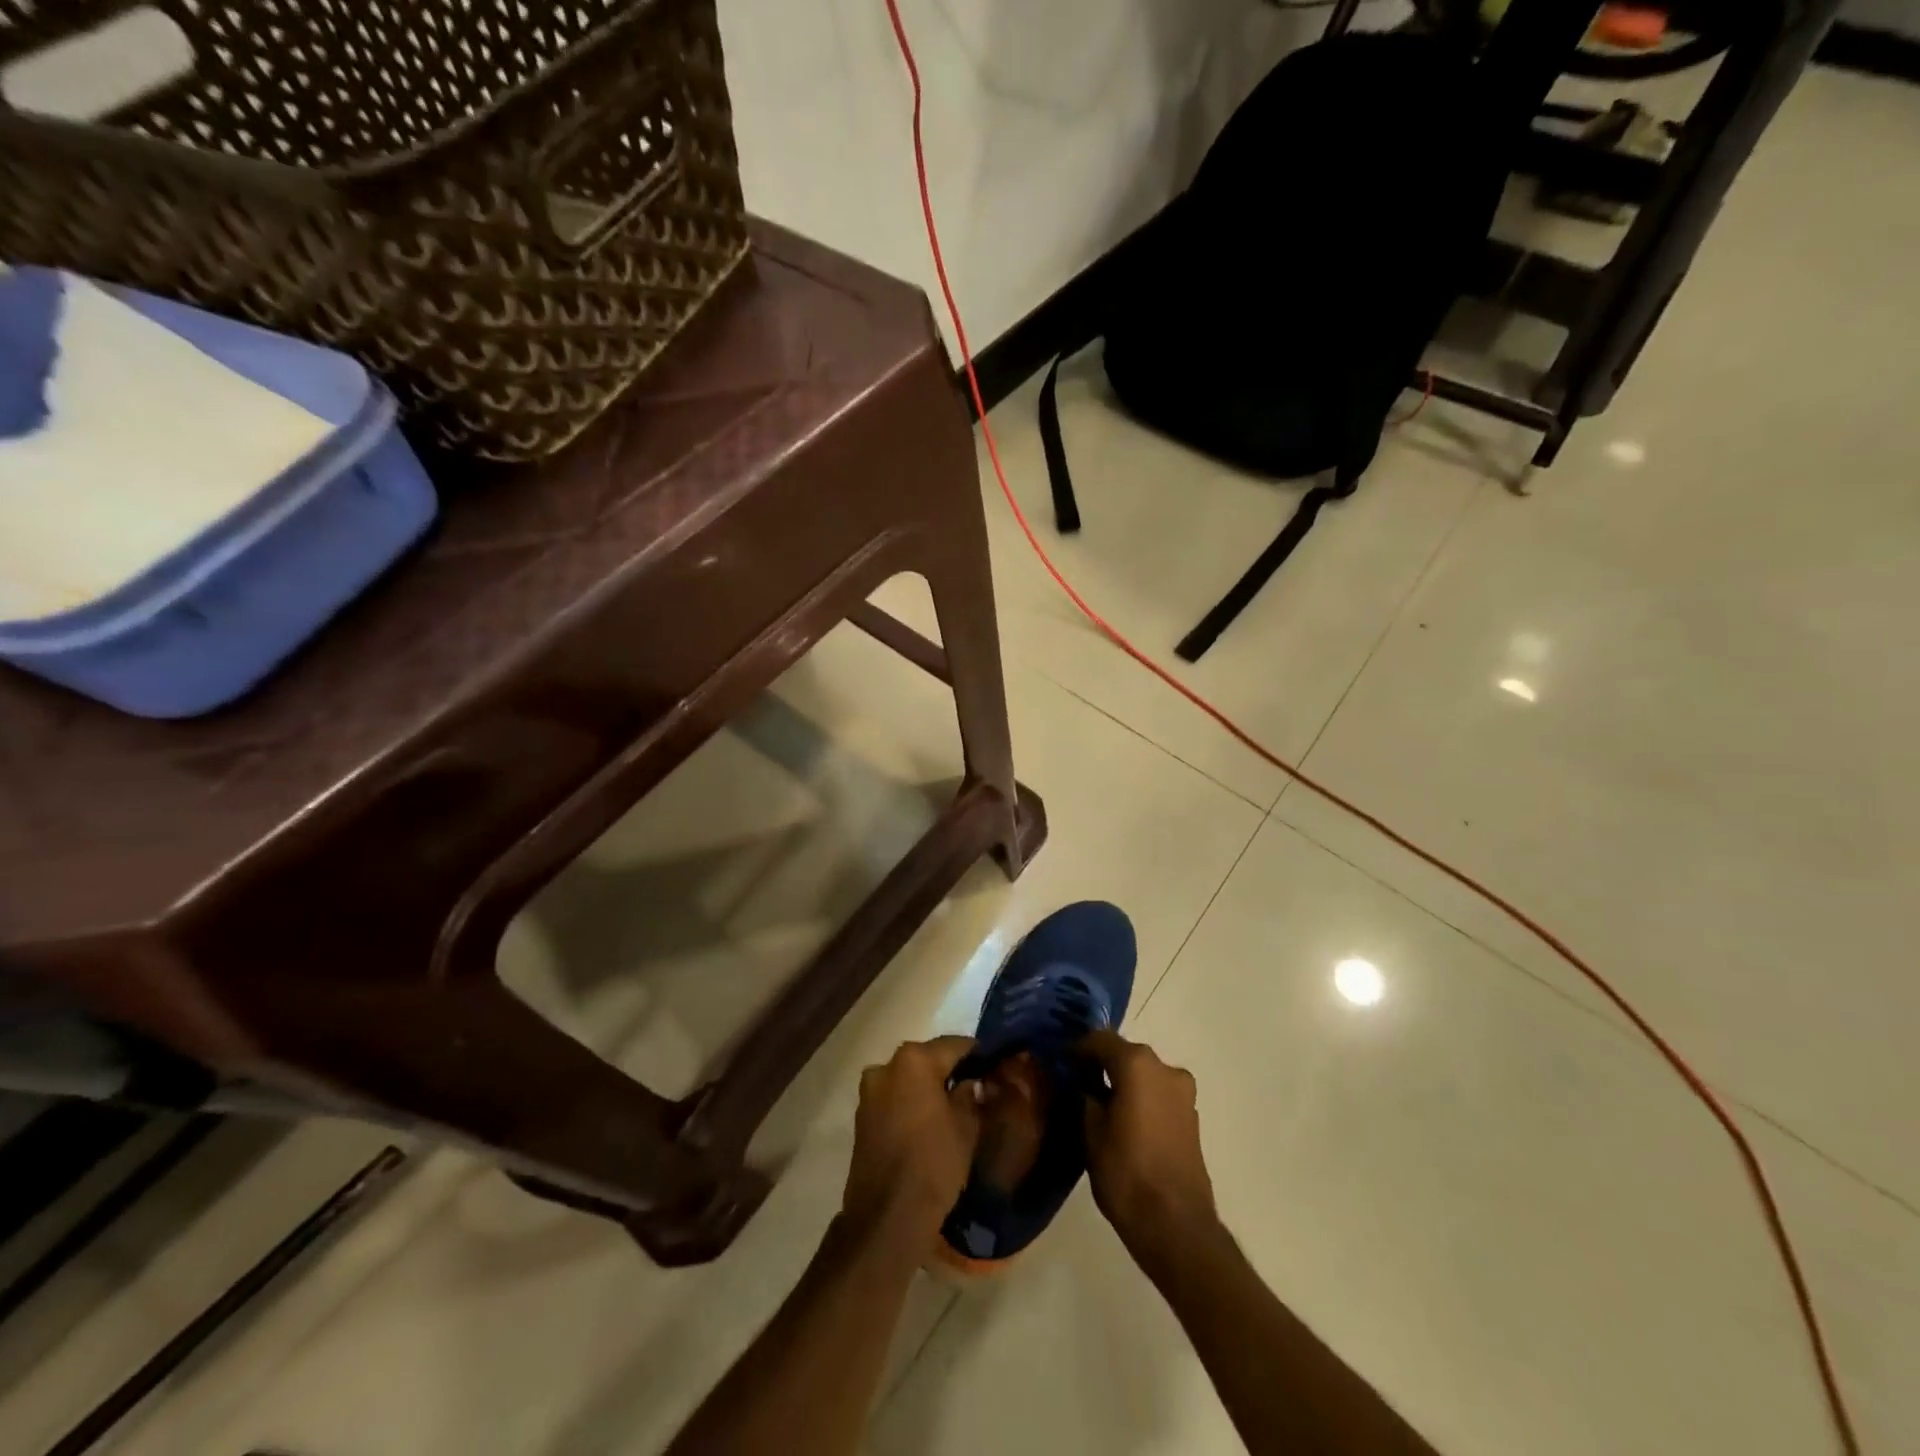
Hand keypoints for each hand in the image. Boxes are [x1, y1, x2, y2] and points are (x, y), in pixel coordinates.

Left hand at [844, 1037, 980, 1239]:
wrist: (887, 1217)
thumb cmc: (933, 1164)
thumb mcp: (966, 1128)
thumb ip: (970, 1095)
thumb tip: (971, 1082)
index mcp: (914, 1061)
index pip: (954, 1045)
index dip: (976, 1054)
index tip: (991, 1063)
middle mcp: (887, 1066)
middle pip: (926, 1059)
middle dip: (948, 1069)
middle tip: (972, 1085)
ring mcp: (869, 1091)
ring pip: (907, 1079)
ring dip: (925, 1087)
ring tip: (949, 1107)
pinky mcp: (861, 1116)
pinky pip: (893, 1098)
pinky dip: (908, 1103)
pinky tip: (926, 1123)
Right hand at [1078, 1031, 1217, 1267]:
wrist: (1177, 1227)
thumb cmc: (1126, 1174)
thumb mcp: (1090, 1133)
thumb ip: (1085, 1098)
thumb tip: (1082, 1085)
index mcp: (1138, 1065)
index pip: (1100, 1040)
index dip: (1078, 1049)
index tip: (1060, 1062)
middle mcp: (1165, 1068)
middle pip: (1126, 1055)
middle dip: (1101, 1065)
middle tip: (1076, 1083)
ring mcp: (1183, 1093)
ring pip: (1144, 1075)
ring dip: (1123, 1082)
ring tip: (1099, 1105)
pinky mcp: (1191, 1117)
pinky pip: (1158, 1095)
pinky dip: (1141, 1099)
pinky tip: (1124, 1122)